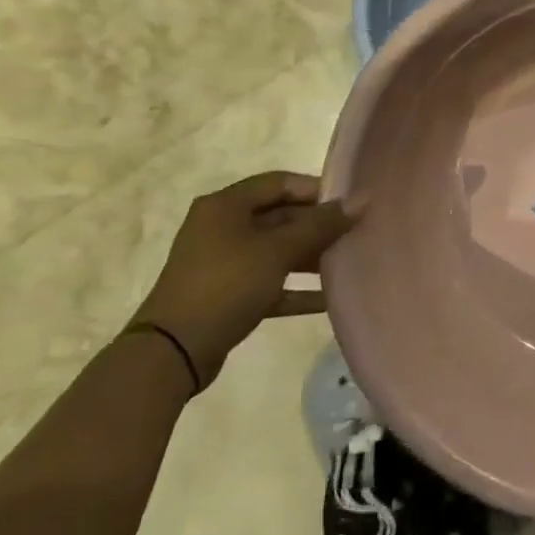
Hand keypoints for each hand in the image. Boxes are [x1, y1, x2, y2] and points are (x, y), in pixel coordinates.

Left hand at [132, 172, 359, 390]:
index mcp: (226, 205)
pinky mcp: (227, 295)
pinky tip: (329, 298)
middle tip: (355, 233)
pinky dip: (296, 288)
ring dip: (310, 256)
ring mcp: (223, 262)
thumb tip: (361, 199)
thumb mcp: (277, 251)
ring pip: (276, 250)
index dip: (316, 189)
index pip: (279, 182)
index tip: (349, 203)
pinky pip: (270, 283)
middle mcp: (222, 227)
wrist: (172, 352)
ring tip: (348, 263)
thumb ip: (321, 225)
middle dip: (317, 226)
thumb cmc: (226, 285)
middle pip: (280, 216)